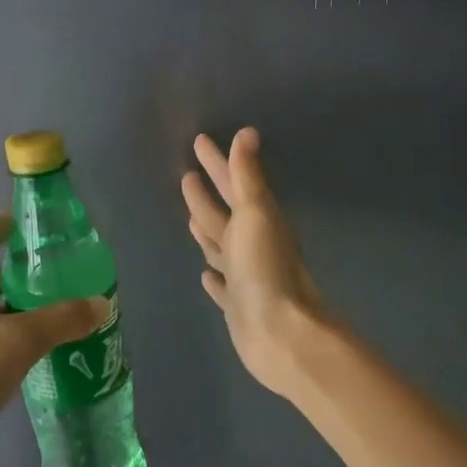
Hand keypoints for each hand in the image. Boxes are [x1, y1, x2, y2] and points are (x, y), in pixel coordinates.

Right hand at [181, 128, 325, 401]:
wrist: (279, 334)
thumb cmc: (265, 269)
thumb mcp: (255, 214)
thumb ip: (247, 176)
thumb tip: (247, 132)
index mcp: (256, 221)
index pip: (232, 183)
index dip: (217, 162)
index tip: (200, 141)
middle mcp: (251, 245)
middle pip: (224, 212)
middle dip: (207, 193)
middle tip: (188, 174)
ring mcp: (244, 275)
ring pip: (220, 246)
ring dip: (207, 230)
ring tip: (190, 217)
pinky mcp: (236, 304)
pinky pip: (221, 284)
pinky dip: (213, 277)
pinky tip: (204, 274)